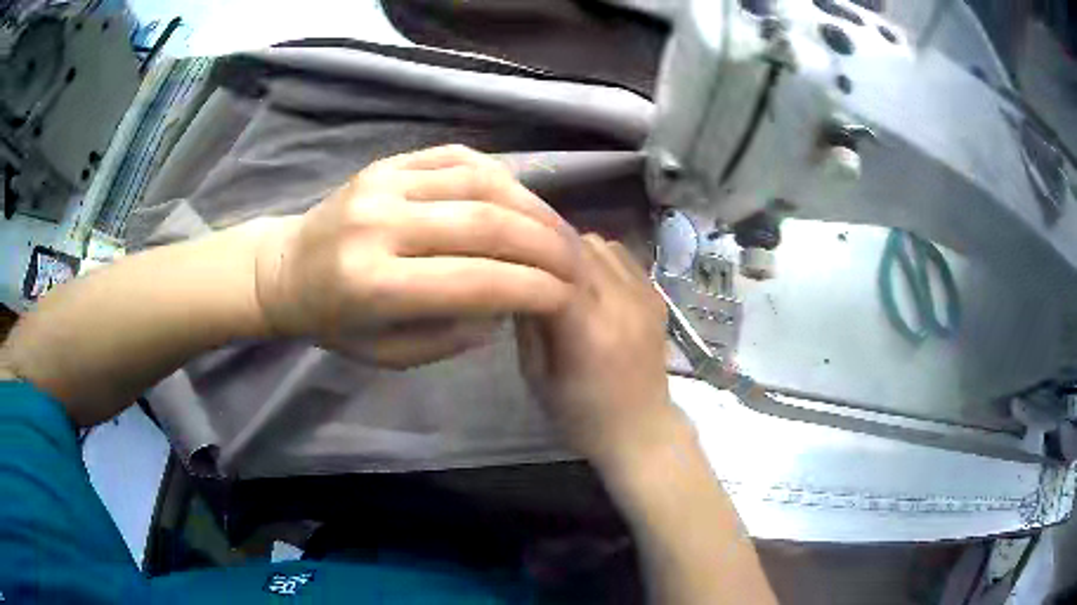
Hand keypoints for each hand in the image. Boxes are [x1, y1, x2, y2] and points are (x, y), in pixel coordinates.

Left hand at [255, 145, 580, 367]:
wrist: (285, 268)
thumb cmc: (332, 322)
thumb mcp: (386, 355)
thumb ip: (449, 336)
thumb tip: (504, 306)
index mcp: (372, 284)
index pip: (472, 281)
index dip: (530, 288)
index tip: (567, 296)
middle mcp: (379, 224)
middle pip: (484, 223)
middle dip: (544, 244)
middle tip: (575, 261)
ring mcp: (383, 183)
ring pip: (479, 182)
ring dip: (531, 206)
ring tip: (557, 229)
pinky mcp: (387, 162)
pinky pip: (458, 157)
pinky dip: (499, 176)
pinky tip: (519, 198)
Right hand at [516, 235, 679, 468]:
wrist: (642, 430)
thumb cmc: (582, 416)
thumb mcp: (537, 379)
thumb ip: (526, 327)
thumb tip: (515, 280)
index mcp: (588, 332)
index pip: (553, 269)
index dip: (525, 256)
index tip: (503, 256)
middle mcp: (621, 305)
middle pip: (577, 247)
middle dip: (546, 246)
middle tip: (524, 257)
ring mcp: (644, 296)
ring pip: (600, 244)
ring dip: (573, 249)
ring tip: (557, 269)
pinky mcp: (656, 296)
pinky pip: (623, 255)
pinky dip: (599, 256)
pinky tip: (588, 278)